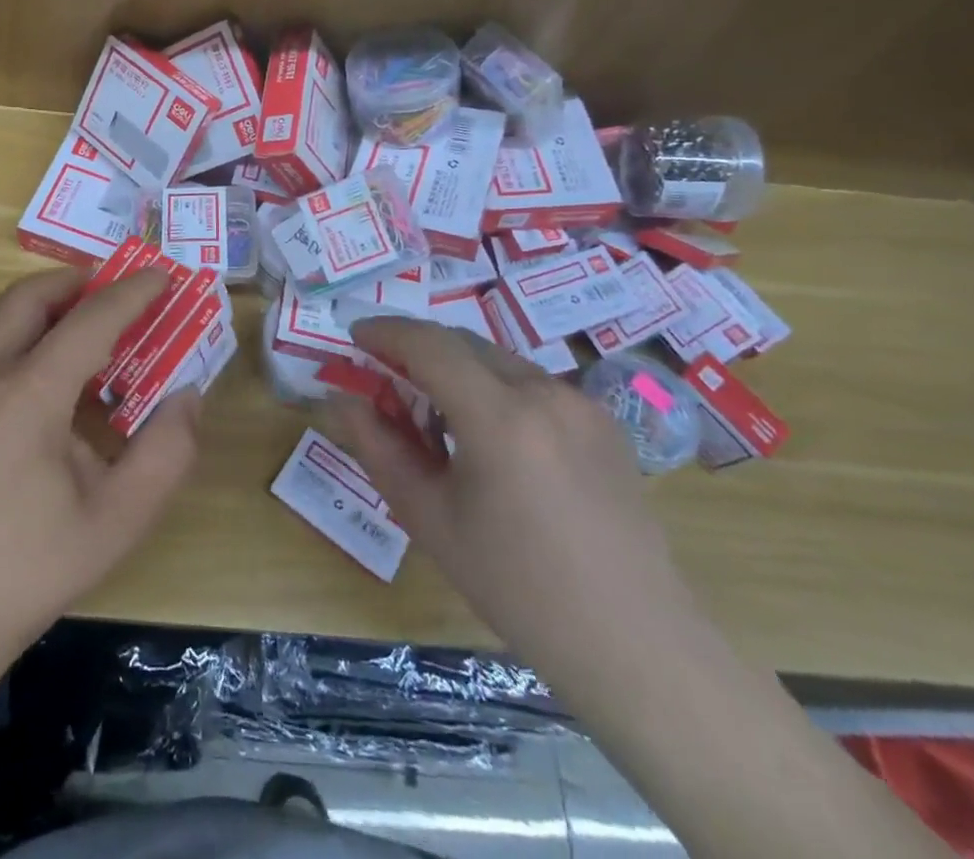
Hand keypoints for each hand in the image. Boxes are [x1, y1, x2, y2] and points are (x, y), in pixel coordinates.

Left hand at [0, 266, 200, 682]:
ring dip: (44, 304)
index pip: (89, 320)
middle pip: (31, 296)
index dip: (131, 294)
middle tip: (118, 296)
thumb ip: (166, 453)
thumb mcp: (116, 522)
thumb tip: (188, 396)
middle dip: (80, 283)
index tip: (163, 276)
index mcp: (25, 398)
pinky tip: (39, 372)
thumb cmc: (27, 573)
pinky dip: (15, 330)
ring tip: (83, 326)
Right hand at [330, 318, 696, 661]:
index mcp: (499, 417)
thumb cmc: (514, 585)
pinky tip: (493, 439)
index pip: (429, 344)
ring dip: (458, 369)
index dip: (386, 331)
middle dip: (418, 349)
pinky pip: (534, 385)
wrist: (631, 642)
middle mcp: (544, 392)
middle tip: (387, 379)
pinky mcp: (605, 421)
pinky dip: (497, 389)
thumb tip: (342, 399)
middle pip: (463, 343)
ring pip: (499, 361)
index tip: (356, 336)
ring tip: (438, 417)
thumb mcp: (427, 517)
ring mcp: (582, 403)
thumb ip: (377, 447)